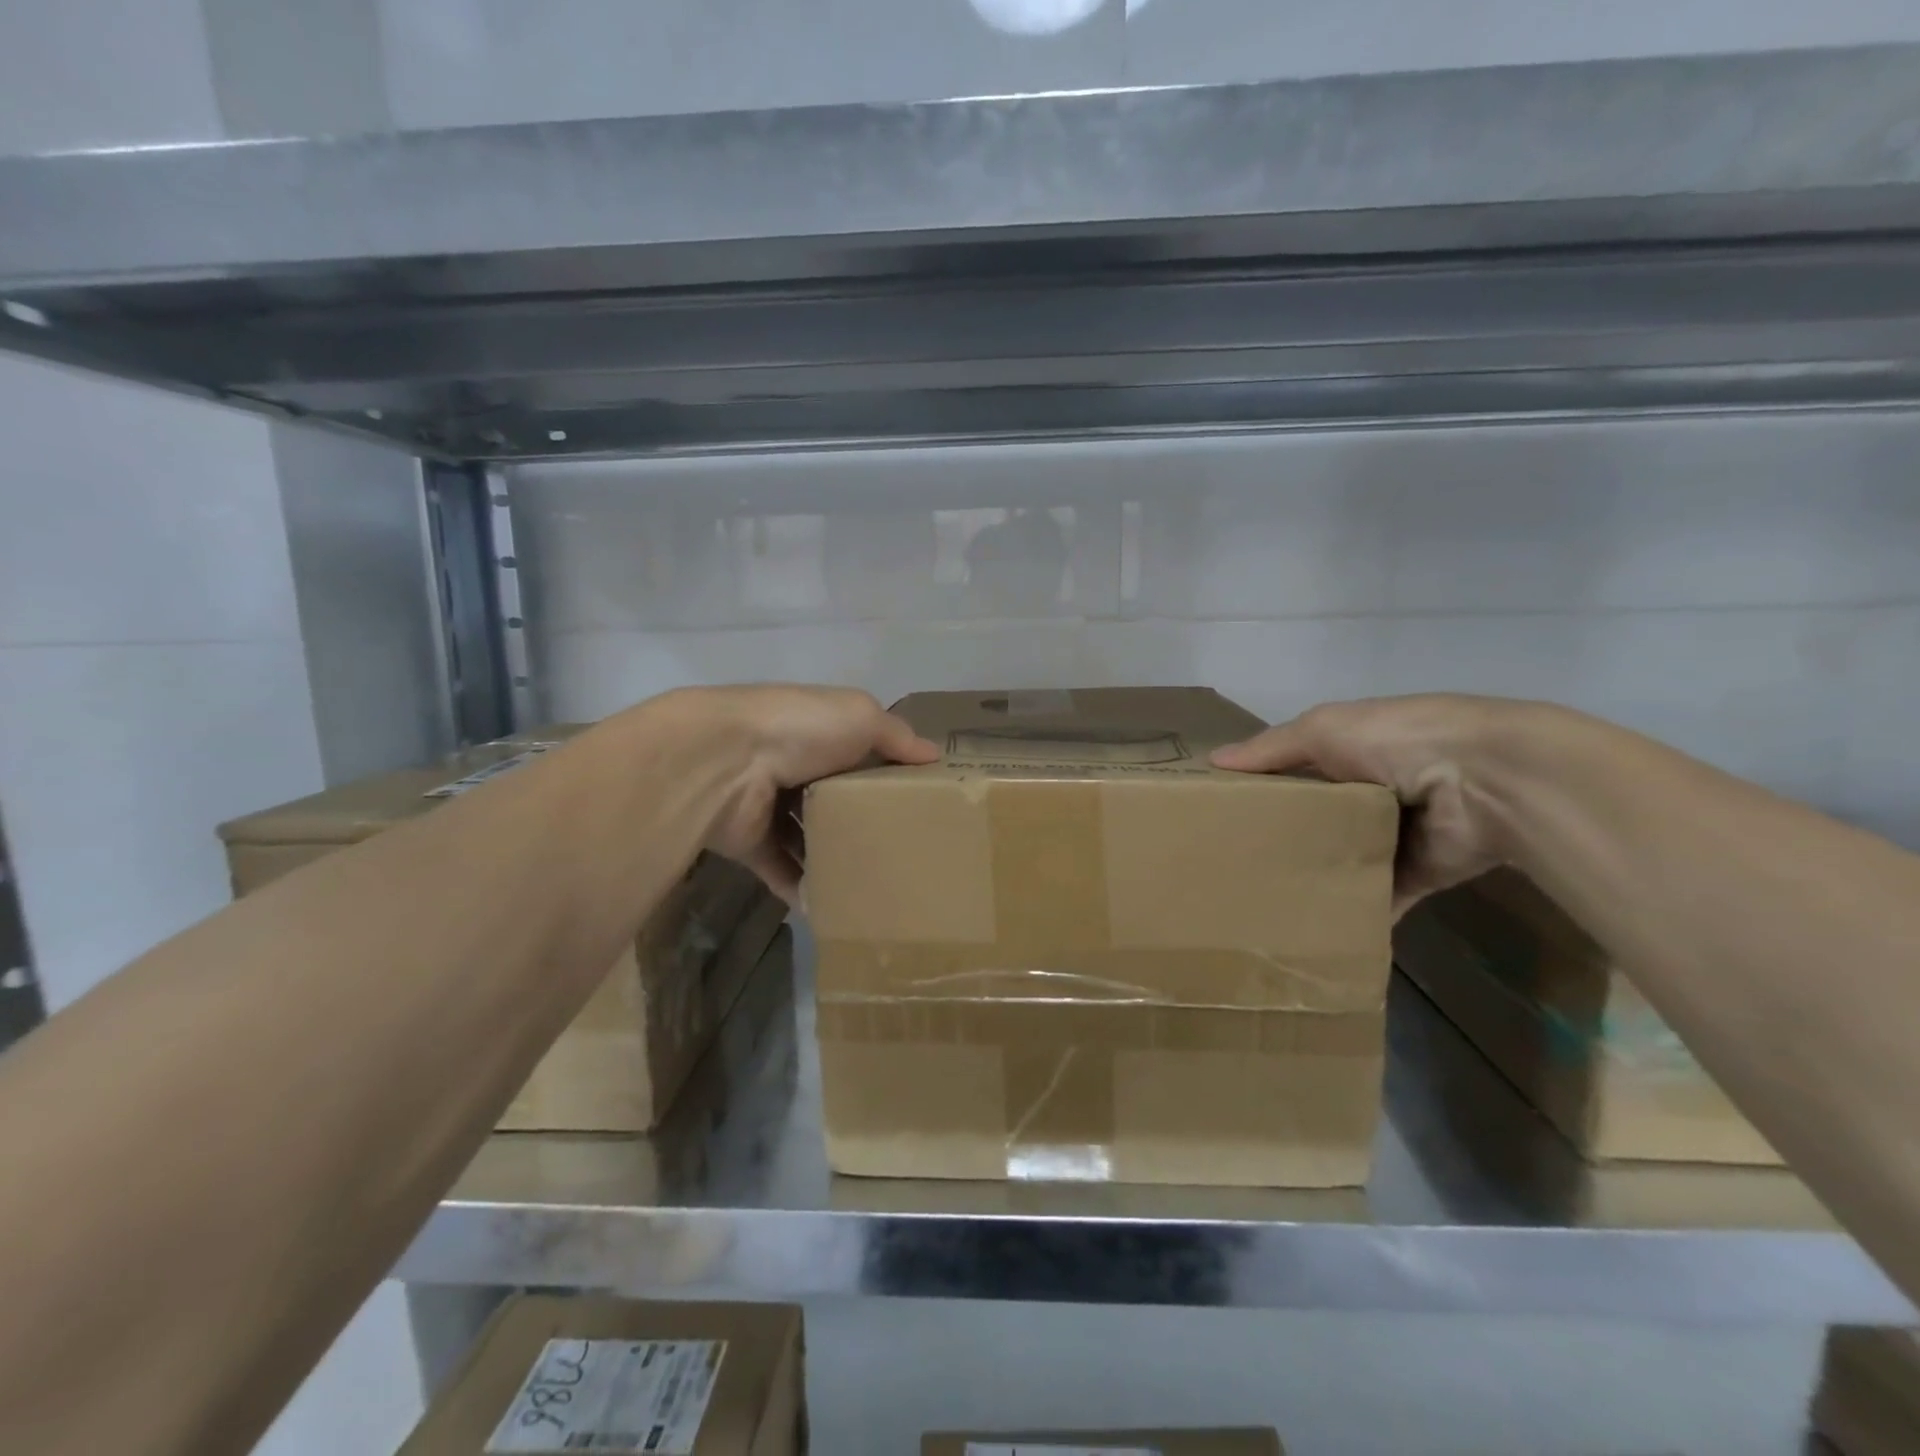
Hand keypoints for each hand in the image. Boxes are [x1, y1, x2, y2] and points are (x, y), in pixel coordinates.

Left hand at [661, 685, 939, 900]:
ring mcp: (768, 806)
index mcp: (819, 733)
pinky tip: (831, 905)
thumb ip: (897, 736)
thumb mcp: (862, 716)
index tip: (919, 803)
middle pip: (835, 800)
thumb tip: (934, 754)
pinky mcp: (750, 842)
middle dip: (862, 822)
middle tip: (902, 853)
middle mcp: (793, 767)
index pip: (859, 755)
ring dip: (831, 858)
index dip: (887, 775)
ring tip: (873, 884)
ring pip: (807, 837)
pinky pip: (779, 869)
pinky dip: (801, 887)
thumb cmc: (802, 729)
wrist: (726, 760)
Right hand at [1212, 694, 1531, 916]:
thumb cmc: (1396, 741)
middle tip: (1231, 866)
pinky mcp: (1416, 877)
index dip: (1262, 788)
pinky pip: (1378, 901)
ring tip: (1261, 904)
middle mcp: (1371, 794)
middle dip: (1281, 840)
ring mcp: (1395, 837)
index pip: (1296, 772)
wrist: (1488, 781)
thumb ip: (1270, 748)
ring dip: (1314, 880)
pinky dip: (1355, 918)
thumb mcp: (1323, 729)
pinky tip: (1314, 934)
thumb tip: (1212, 762)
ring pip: (1344, 862)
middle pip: (1316, 821)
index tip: (1219, 813)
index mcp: (1351, 753)